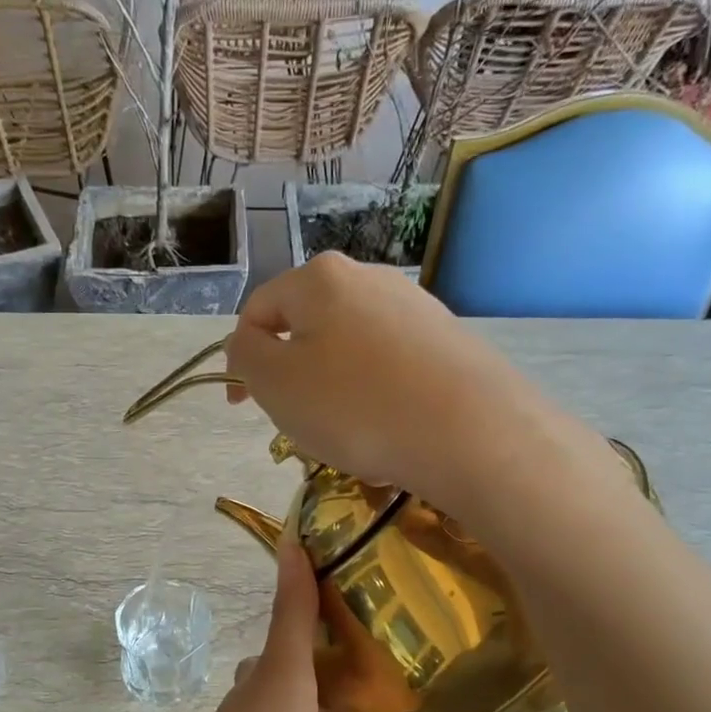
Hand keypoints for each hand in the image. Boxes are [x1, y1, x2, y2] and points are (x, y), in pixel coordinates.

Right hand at [222, 254, 616, 521]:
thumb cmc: (355, 405)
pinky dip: (374, 396)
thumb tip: (250, 343)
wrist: (470, 432)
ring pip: (349, 350)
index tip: (241, 407)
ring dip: (332, 389)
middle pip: (307, 327)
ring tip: (345, 434)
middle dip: (291, 375)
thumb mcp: (274, 382)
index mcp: (319, 278)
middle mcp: (369, 278)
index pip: (258, 311)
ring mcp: (415, 307)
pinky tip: (387, 430)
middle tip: (295, 422)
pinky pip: (390, 367)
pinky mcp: (448, 340)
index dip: (239, 359)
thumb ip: (245, 355)